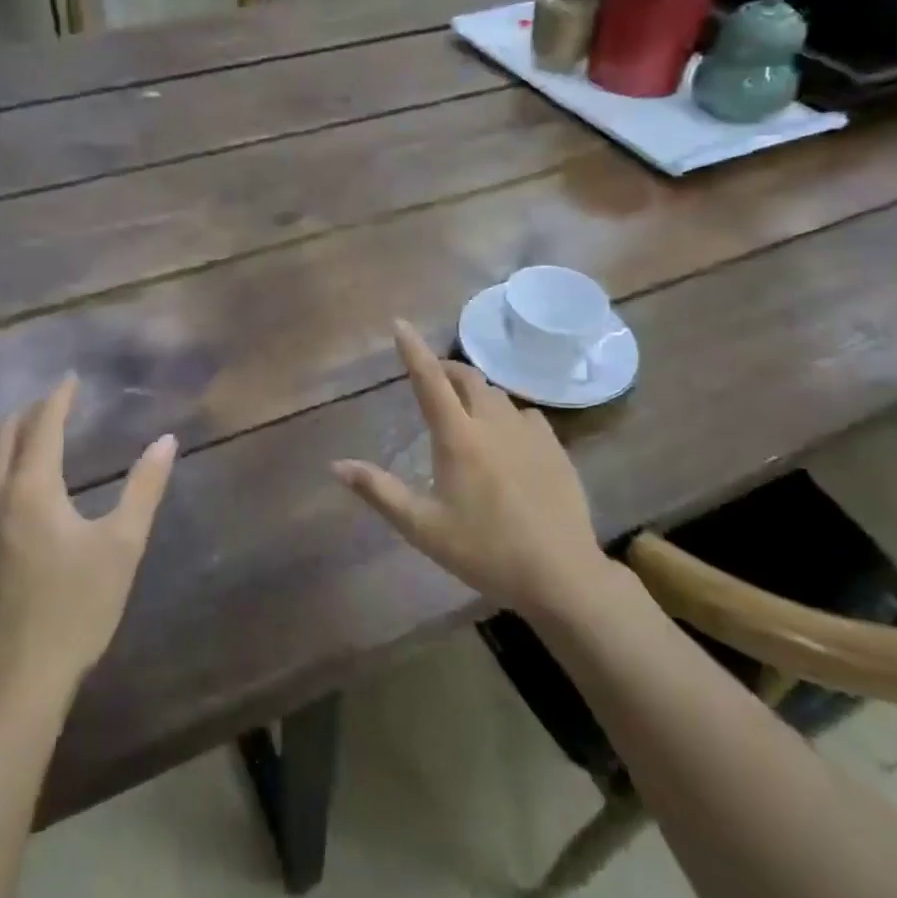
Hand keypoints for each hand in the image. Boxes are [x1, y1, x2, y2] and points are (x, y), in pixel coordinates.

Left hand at [0, 375, 175, 695]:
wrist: (14, 680)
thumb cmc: (76, 608)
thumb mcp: (122, 545)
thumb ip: (145, 488)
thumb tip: (166, 440)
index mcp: (31, 488)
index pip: (43, 425)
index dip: (58, 398)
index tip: (70, 379)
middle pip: (3, 437)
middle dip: (28, 414)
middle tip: (51, 405)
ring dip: (1, 440)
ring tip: (22, 434)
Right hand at [332, 319, 607, 618]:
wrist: (560, 574)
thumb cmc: (484, 551)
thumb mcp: (422, 527)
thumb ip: (379, 491)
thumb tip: (336, 466)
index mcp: (458, 438)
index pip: (429, 381)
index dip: (413, 350)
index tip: (400, 323)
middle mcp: (493, 424)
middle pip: (468, 378)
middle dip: (446, 369)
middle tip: (432, 377)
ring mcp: (529, 433)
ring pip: (498, 395)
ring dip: (476, 392)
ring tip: (466, 410)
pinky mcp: (555, 448)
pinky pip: (526, 415)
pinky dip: (508, 414)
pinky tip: (508, 437)